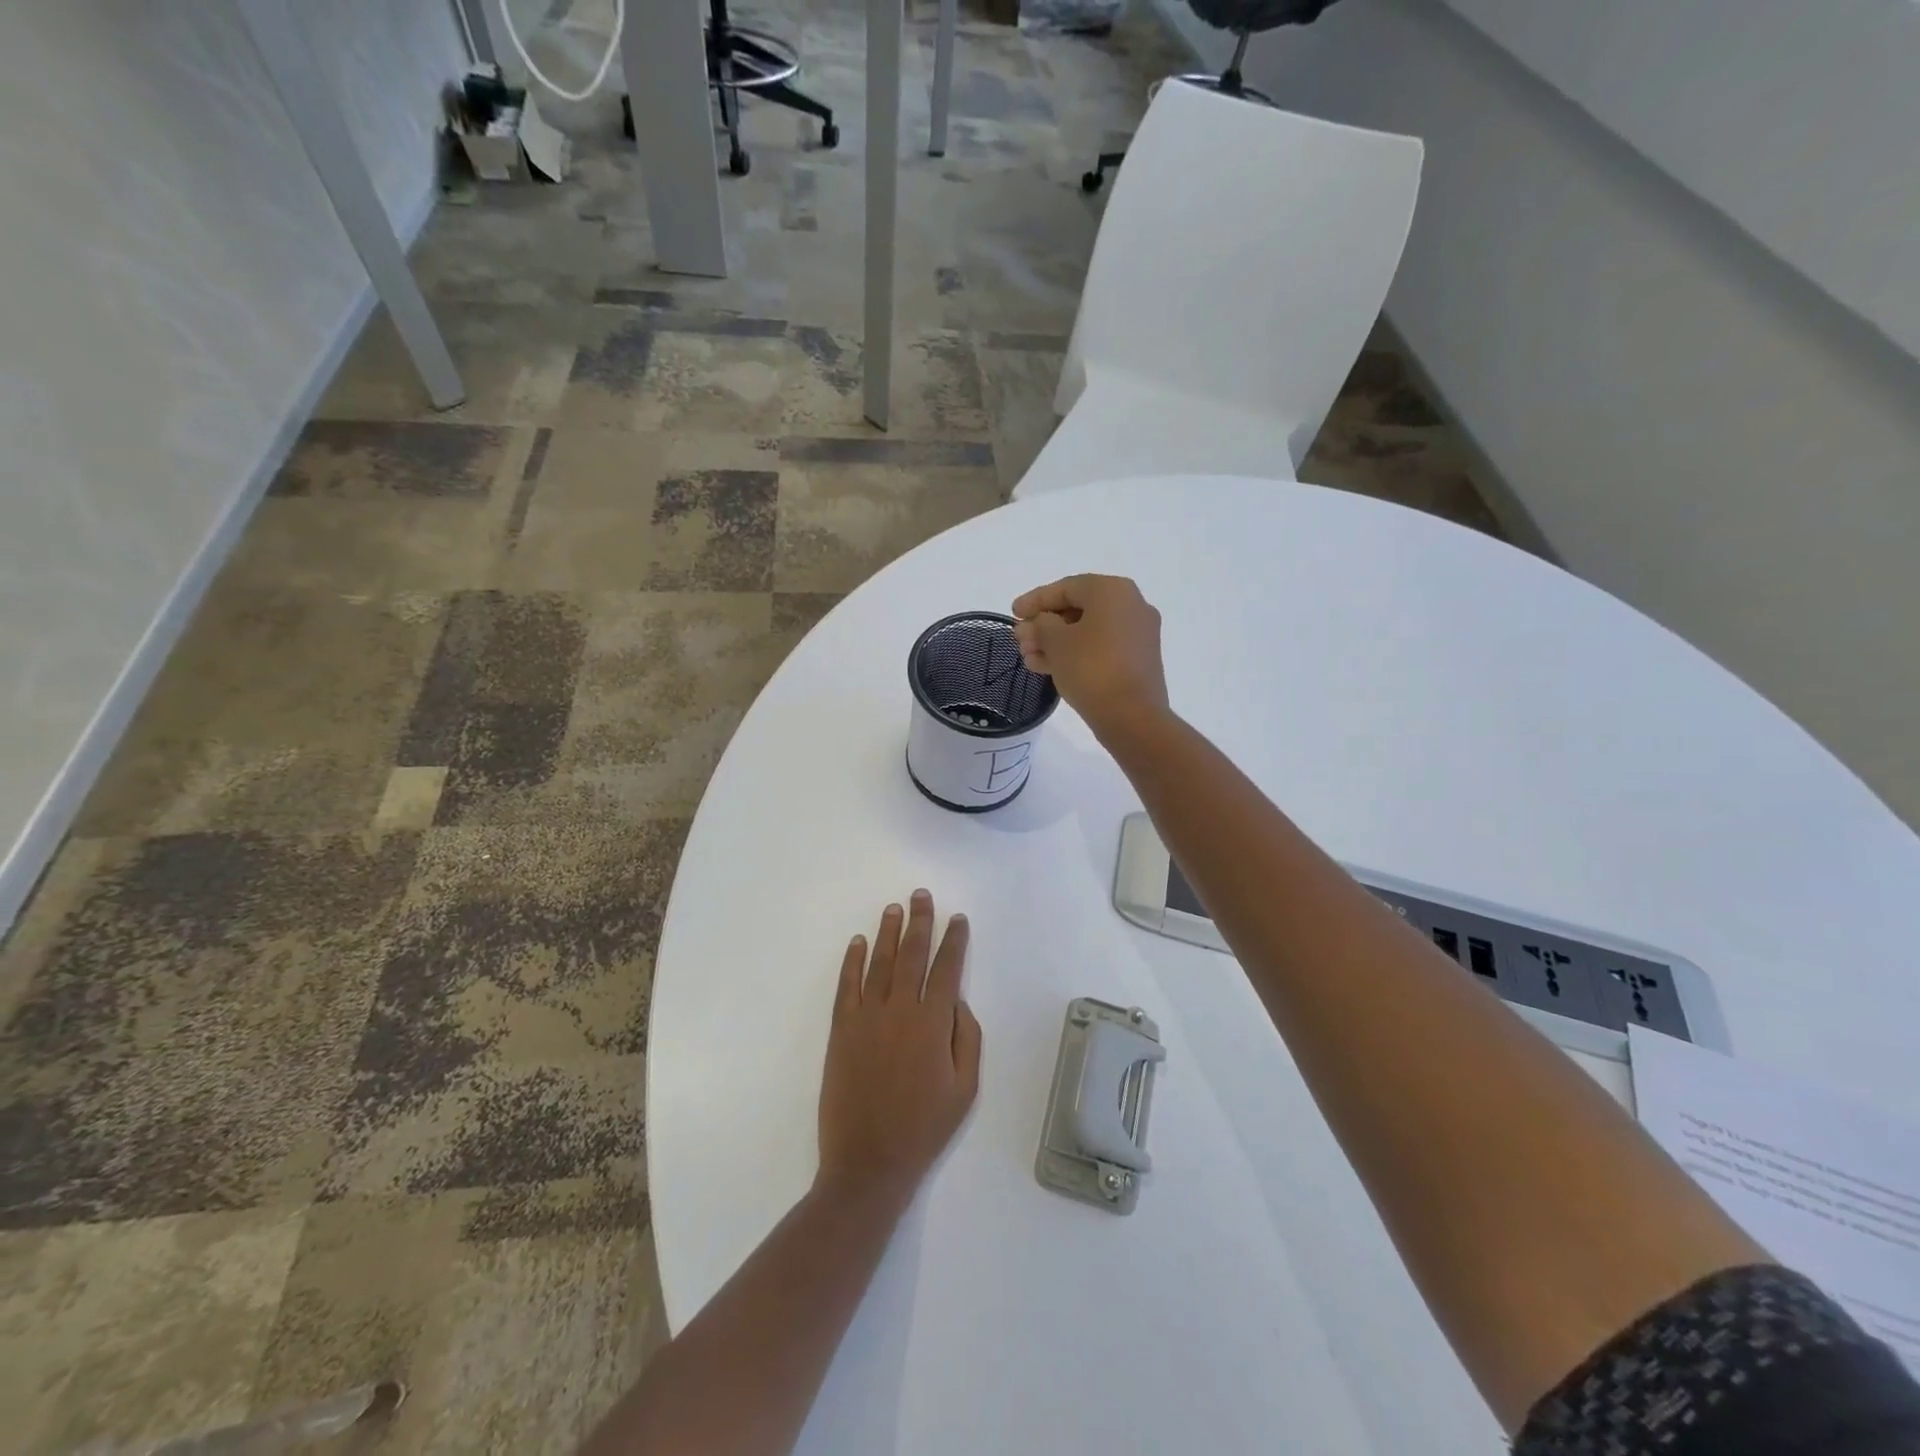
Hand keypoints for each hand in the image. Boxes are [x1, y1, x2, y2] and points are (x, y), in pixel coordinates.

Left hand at [816, 891, 982, 1211]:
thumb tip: (957, 1001)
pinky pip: (847, 985)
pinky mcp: (841, 1030)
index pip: (946, 969)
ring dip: (888, 932)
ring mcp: (866, 1017)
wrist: (868, 1162)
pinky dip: (852, 961)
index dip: (953, 941)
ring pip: (880, 963)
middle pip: (912, 955)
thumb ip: (967, 1039)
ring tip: (894, 908)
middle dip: (920, 922)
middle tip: (921, 895)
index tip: (957, 919)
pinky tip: (857, 942)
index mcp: (933, 1024)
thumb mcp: (965, 1089)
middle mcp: (900, 1010)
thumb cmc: (924, 1128)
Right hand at [1011, 575, 1169, 740]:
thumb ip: (1040, 625)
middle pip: (1078, 609)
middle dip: (1044, 625)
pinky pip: (1100, 647)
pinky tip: (1046, 667)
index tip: (1012, 613)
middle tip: (1019, 640)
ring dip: (1055, 642)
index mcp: (1113, 591)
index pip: (1066, 588)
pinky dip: (1074, 653)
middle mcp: (1130, 605)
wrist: (1132, 716)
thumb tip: (1036, 623)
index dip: (1035, 600)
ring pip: (1087, 631)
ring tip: (1028, 657)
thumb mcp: (1056, 642)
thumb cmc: (1091, 668)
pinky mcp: (1136, 659)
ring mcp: (1137, 634)